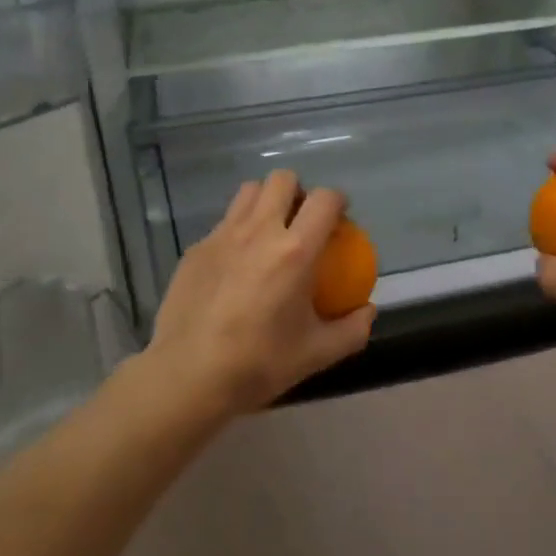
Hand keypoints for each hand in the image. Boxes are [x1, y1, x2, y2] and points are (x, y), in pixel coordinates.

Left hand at [147, 171, 375, 417]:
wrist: (187, 376)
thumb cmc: (258, 364)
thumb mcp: (317, 354)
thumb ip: (352, 329)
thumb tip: (368, 310)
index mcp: (296, 251)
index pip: (324, 200)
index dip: (338, 201)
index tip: (340, 220)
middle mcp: (259, 231)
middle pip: (282, 180)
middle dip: (298, 192)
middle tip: (302, 222)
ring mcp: (222, 236)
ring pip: (248, 192)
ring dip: (266, 202)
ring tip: (270, 233)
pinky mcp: (196, 249)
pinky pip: (223, 223)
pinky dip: (238, 230)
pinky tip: (236, 266)